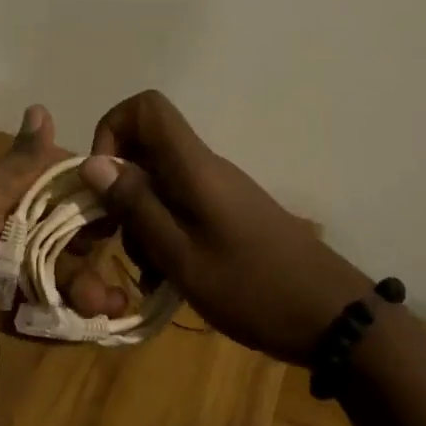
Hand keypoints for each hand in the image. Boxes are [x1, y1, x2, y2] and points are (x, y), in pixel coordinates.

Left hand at [0, 106, 128, 358]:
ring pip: (49, 279)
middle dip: (91, 257)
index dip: (92, 202)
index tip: (128, 214)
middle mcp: (1, 227)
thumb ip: (23, 161)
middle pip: (59, 240)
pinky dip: (55, 322)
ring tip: (108, 310)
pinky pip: (28, 314)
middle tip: (121, 279)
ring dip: (81, 293)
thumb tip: (43, 106)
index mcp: (1, 192)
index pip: (58, 190)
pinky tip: (84, 329)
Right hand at [79, 91, 370, 363]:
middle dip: (119, 188)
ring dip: (140, 219)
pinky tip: (166, 277)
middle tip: (112, 237)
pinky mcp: (227, 214)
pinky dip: (163, 234)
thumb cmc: (254, 288)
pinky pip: (180, 206)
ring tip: (147, 270)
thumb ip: (136, 206)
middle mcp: (205, 167)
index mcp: (194, 166)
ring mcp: (218, 191)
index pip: (146, 107)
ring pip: (159, 182)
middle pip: (146, 148)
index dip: (113, 130)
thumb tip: (92, 162)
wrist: (333, 318)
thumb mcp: (182, 256)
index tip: (103, 180)